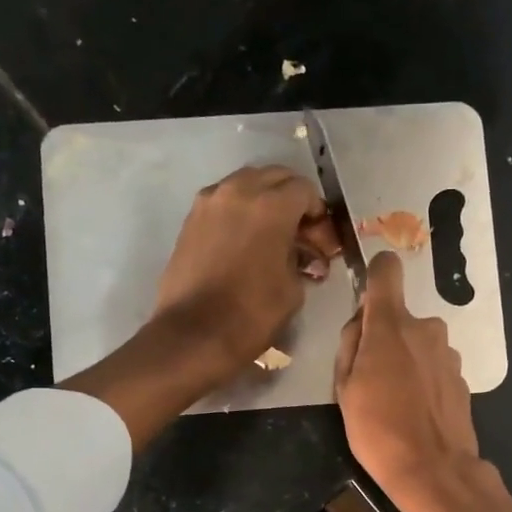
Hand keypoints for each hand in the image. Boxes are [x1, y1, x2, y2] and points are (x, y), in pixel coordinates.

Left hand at [153, 165, 336, 375]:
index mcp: (271, 206)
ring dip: (264, 200)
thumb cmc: (251, 315)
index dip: (318, 212)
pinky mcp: (191, 219)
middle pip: (274, 177)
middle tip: (300, 230)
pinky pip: (224, 201)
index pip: (304, 190)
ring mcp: (209, 202)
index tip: (320, 236)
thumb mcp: (292, 289)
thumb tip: (304, 254)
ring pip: (246, 184)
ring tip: (272, 234)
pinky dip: (240, 211)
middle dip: (291, 198)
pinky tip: (246, 240)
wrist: (193, 334)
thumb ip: (302, 259)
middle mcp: (238, 191)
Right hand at [334, 251, 480, 511]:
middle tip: (370, 378)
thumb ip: (351, 345)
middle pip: (400, 318)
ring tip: (394, 401)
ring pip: (418, 344)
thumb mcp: (344, 389)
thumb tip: (362, 323)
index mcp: (392, 326)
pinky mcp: (461, 378)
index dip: (376, 276)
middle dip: (385, 338)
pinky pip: (434, 367)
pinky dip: (423, 380)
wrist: (433, 470)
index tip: (367, 298)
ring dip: (406, 361)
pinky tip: (415, 412)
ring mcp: (448, 354)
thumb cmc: (378, 430)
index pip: (387, 271)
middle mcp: (426, 329)